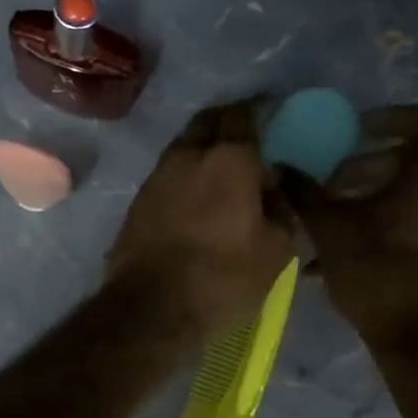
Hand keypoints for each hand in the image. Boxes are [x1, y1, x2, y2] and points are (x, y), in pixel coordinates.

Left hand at [108, 101, 294, 339]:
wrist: (150, 309)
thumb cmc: (222, 279)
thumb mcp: (276, 251)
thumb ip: (281, 209)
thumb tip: (273, 186)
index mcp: (227, 159)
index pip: (243, 114)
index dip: (259, 108)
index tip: (272, 111)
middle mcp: (187, 156)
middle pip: (207, 121)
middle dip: (227, 121)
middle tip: (246, 135)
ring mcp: (156, 178)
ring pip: (183, 146)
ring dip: (202, 148)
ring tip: (221, 168)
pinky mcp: (136, 202)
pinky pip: (167, 174)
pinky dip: (185, 174)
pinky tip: (196, 194)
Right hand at [283, 105, 417, 357]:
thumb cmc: (378, 271)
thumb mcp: (329, 229)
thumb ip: (304, 193)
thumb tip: (280, 166)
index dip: (387, 118)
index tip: (353, 134)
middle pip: (410, 161)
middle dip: (364, 169)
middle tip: (328, 189)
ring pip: (413, 197)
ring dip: (373, 202)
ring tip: (332, 225)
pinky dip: (388, 227)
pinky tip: (348, 258)